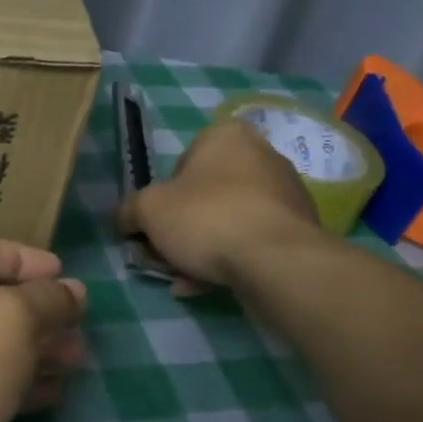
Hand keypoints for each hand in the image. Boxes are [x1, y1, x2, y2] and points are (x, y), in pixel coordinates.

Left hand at [0, 236, 86, 421]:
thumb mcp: (11, 319)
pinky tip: (52, 394)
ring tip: (76, 361)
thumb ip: (48, 298)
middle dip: (38, 311)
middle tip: (79, 328)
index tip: (67, 277)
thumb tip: (72, 291)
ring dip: (34, 348)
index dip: (27, 259)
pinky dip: (15, 382)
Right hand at [115, 117, 321, 292]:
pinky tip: (206, 286)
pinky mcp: (298, 228)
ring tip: (182, 280)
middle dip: (180, 228)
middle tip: (162, 256)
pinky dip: (227, 260)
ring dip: (200, 249)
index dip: (161, 196)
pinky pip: (250, 241)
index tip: (153, 225)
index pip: (181, 161)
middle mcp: (261, 155)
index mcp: (226, 136)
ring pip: (226, 220)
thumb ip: (129, 211)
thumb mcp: (147, 210)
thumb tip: (124, 220)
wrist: (275, 261)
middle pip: (204, 194)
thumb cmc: (206, 218)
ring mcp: (285, 192)